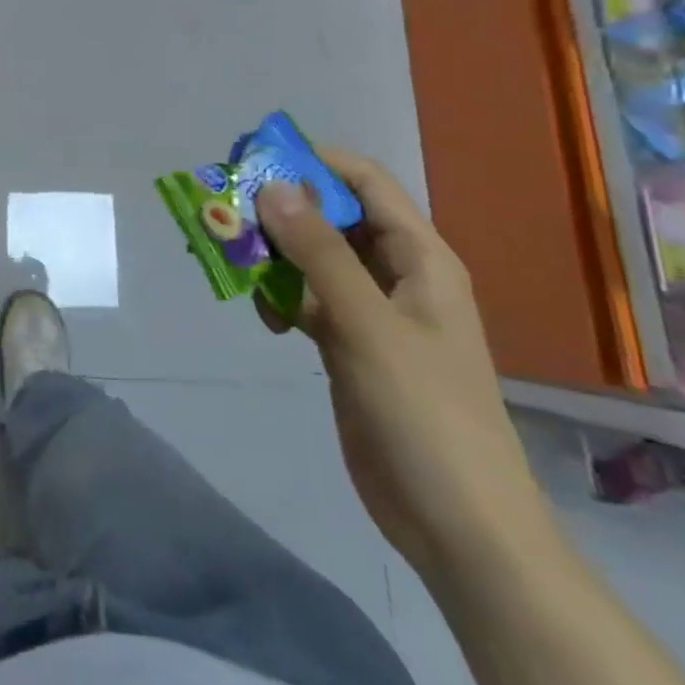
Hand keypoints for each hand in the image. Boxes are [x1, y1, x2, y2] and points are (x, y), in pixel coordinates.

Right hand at [254, 152, 555, 579]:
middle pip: (333, 218)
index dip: (314, 162)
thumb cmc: (424, 413)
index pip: (366, 183)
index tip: (254, 160)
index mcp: (420, 258)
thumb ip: (320, 253)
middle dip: (282, 209)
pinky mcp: (349, 346)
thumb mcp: (368, 325)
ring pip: (314, 260)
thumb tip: (274, 185)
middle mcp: (396, 276)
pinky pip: (307, 301)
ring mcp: (372, 313)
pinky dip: (280, 298)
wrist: (457, 523)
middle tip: (227, 211)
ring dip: (274, 256)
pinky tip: (261, 315)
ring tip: (232, 261)